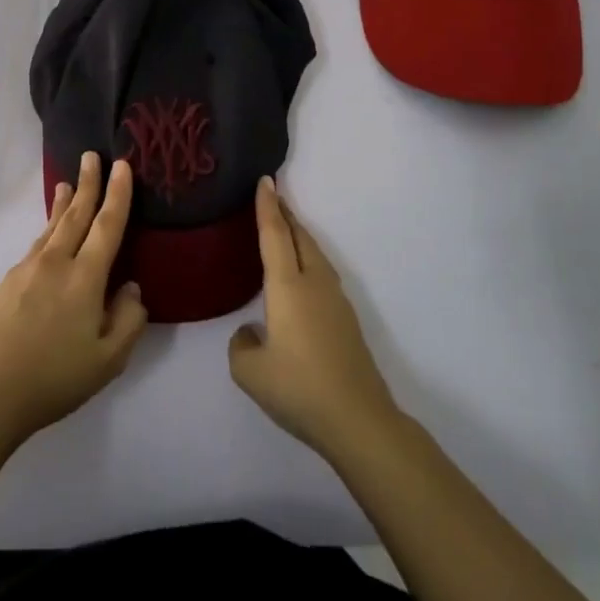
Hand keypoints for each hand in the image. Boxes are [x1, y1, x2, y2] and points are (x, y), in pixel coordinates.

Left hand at [0, 152, 147, 440]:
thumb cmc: (55, 378)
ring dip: (63, 203)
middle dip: (88, 183)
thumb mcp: (108, 360)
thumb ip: (128, 320)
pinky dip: (48, 229)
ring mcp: (26, 269)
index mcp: (84, 278)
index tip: (122, 166)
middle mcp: (55, 263)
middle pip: (76, 214)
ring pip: (51, 227)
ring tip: (68, 183)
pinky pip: (36, 245)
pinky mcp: (8, 282)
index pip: (107, 225)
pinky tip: (49, 236)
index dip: (118, 194)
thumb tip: (131, 288)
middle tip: (92, 156)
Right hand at [228, 178, 400, 458]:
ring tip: (285, 230)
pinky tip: (300, 276)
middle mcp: (314, 284)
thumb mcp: (250, 372)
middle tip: (273, 196)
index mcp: (288, 287)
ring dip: (299, 236)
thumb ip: (241, 345)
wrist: (358, 419)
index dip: (267, 207)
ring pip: (315, 254)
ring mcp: (335, 301)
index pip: (274, 235)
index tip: (266, 180)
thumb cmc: (299, 389)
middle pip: (300, 238)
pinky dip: (307, 259)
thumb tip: (252, 333)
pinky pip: (322, 273)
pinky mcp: (346, 320)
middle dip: (286, 215)